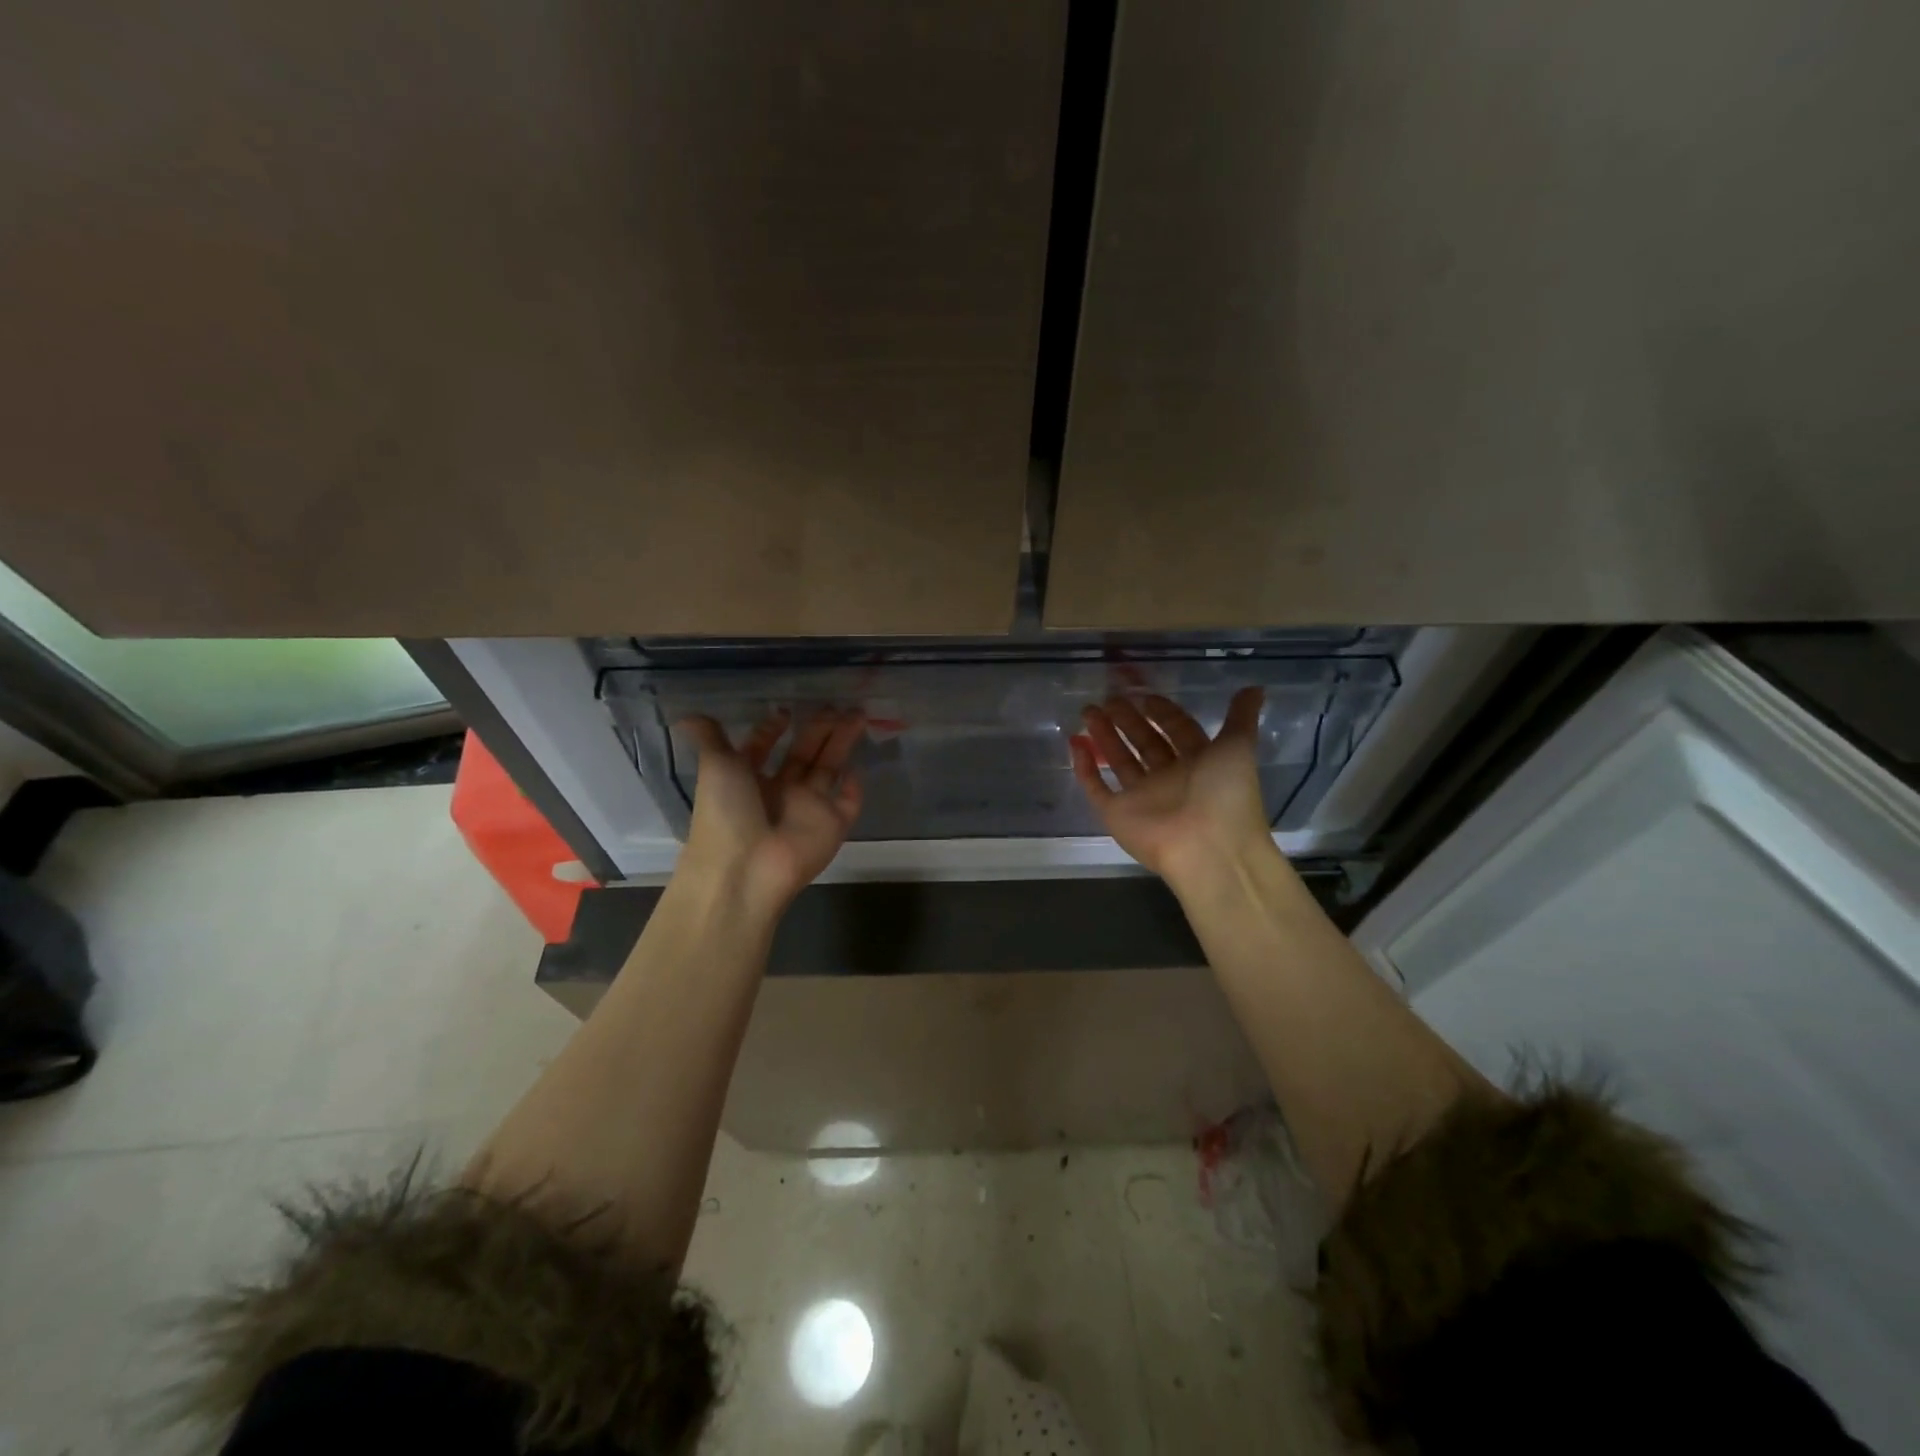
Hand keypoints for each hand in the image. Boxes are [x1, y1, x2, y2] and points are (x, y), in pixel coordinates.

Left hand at [679, 709, 865, 918]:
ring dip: (842, 742)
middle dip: (820, 728)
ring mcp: (809, 809)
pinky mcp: (834, 825)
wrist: (746, 869)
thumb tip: (688, 716)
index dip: (773, 729)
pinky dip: (854, 788)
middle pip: (804, 753)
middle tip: (838, 705)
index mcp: (749, 779)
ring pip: (829, 768)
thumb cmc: (727, 812)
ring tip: (858, 714)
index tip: (786, 711)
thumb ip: (710, 739)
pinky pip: (849, 804)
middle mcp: (780, 792)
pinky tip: (858, 768)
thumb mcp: (714, 766)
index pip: (764, 748)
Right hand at [1070, 688, 1277, 891]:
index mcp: (1199, 763)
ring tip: (1088, 710)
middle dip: (1128, 720)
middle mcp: (1169, 778)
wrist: (1208, 848)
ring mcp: (1141, 797)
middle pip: (1145, 743)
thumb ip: (1240, 717)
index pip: (1177, 730)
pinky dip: (1084, 768)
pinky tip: (1075, 743)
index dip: (1162, 712)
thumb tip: (1256, 687)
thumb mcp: (1238, 747)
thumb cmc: (1225, 794)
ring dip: (1104, 735)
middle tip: (1109, 698)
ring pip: (1119, 760)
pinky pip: (1096, 788)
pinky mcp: (1117, 814)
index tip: (1144, 695)